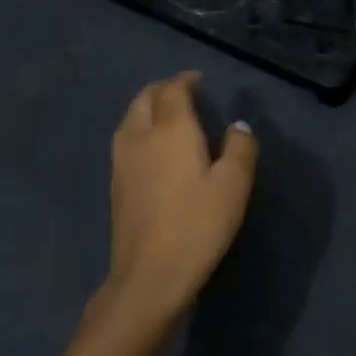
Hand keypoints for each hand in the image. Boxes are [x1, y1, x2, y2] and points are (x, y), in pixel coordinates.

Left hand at [105, 72, 257, 320]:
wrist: (149, 275)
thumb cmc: (197, 225)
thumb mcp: (233, 186)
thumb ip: (240, 149)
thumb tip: (238, 127)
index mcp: (171, 130)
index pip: (172, 90)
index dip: (184, 80)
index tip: (199, 80)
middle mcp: (140, 136)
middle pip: (144, 98)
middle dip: (163, 89)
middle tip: (183, 92)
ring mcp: (122, 161)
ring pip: (130, 118)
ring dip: (147, 108)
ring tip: (167, 115)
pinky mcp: (115, 184)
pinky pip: (125, 139)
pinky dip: (139, 129)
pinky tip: (153, 147)